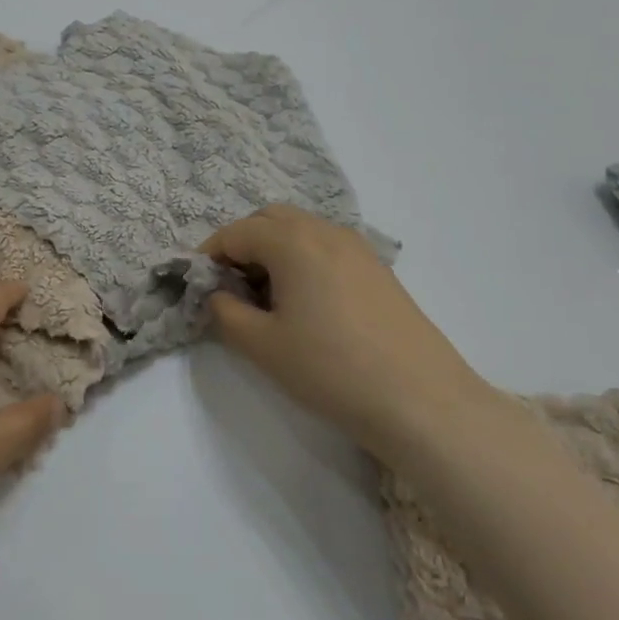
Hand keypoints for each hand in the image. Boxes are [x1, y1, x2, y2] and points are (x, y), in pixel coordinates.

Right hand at [201, 205, 499, 453]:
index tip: (197, 284)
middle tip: (229, 285)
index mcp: (293, 242)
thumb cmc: (330, 369)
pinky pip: (326, 246)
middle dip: (241, 243)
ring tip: (265, 295)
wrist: (420, 400)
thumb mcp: (261, 345)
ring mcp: (358, 248)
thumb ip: (225, 312)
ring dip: (273, 249)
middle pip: (270, 219)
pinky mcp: (378, 269)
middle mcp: (325, 232)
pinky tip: (304, 302)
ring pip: (301, 230)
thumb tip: (217, 294)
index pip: (236, 232)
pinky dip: (302, 259)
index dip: (209, 255)